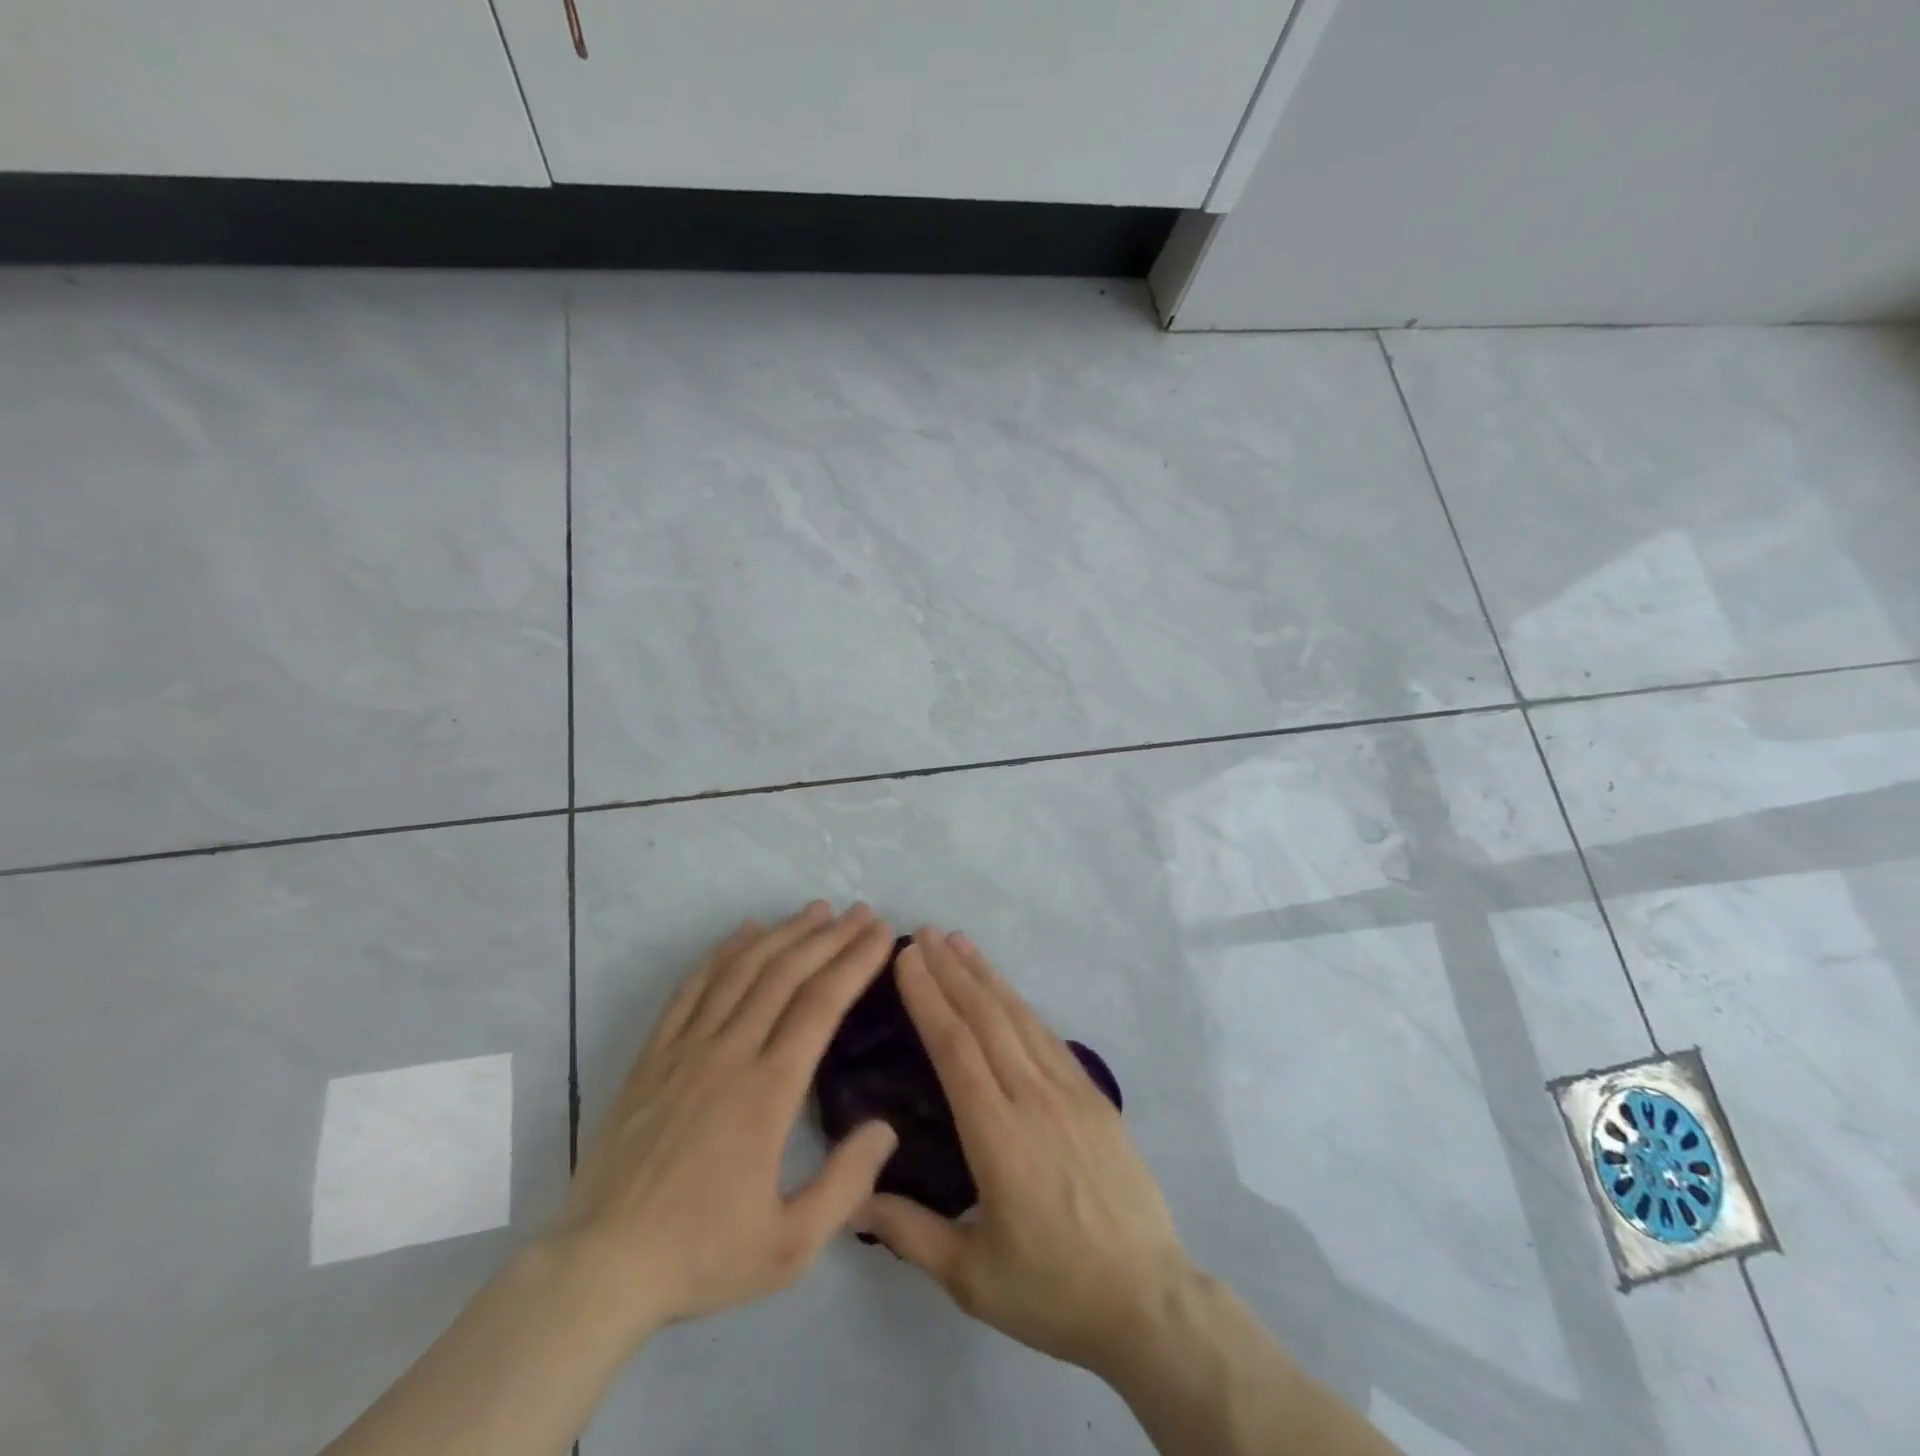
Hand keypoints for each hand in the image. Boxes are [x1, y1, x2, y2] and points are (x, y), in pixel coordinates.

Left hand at [549, 902, 899, 1340]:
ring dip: (784, 933)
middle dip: (830, 936)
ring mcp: (687, 1048)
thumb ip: (847, 1185)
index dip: (855, 961)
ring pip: (742, 970)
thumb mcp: (790, 1246)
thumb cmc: (701, 1256)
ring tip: (816, 910)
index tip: (882, 933)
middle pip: (786, 974)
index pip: (822, 1004)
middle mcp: (730, 1053)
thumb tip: (887, 1128)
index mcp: (768, 1091)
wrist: (600, 1268)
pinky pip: (692, 987)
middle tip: (860, 911)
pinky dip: (723, 952)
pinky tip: (745, 932)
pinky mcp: (654, 1055)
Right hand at [855, 929, 1193, 1376]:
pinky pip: (1049, 1037)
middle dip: (951, 972)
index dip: (929, 998)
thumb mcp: (971, 1277)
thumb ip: (909, 1233)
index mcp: (998, 1136)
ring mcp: (1069, 1092)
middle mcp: (1033, 1098)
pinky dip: (1021, 1004)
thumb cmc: (1053, 1290)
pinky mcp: (1093, 1096)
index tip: (907, 960)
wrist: (1147, 1300)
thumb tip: (853, 1202)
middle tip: (924, 935)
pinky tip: (1006, 990)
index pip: (955, 1048)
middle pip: (985, 1019)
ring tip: (959, 943)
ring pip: (1019, 1018)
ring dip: (986, 976)